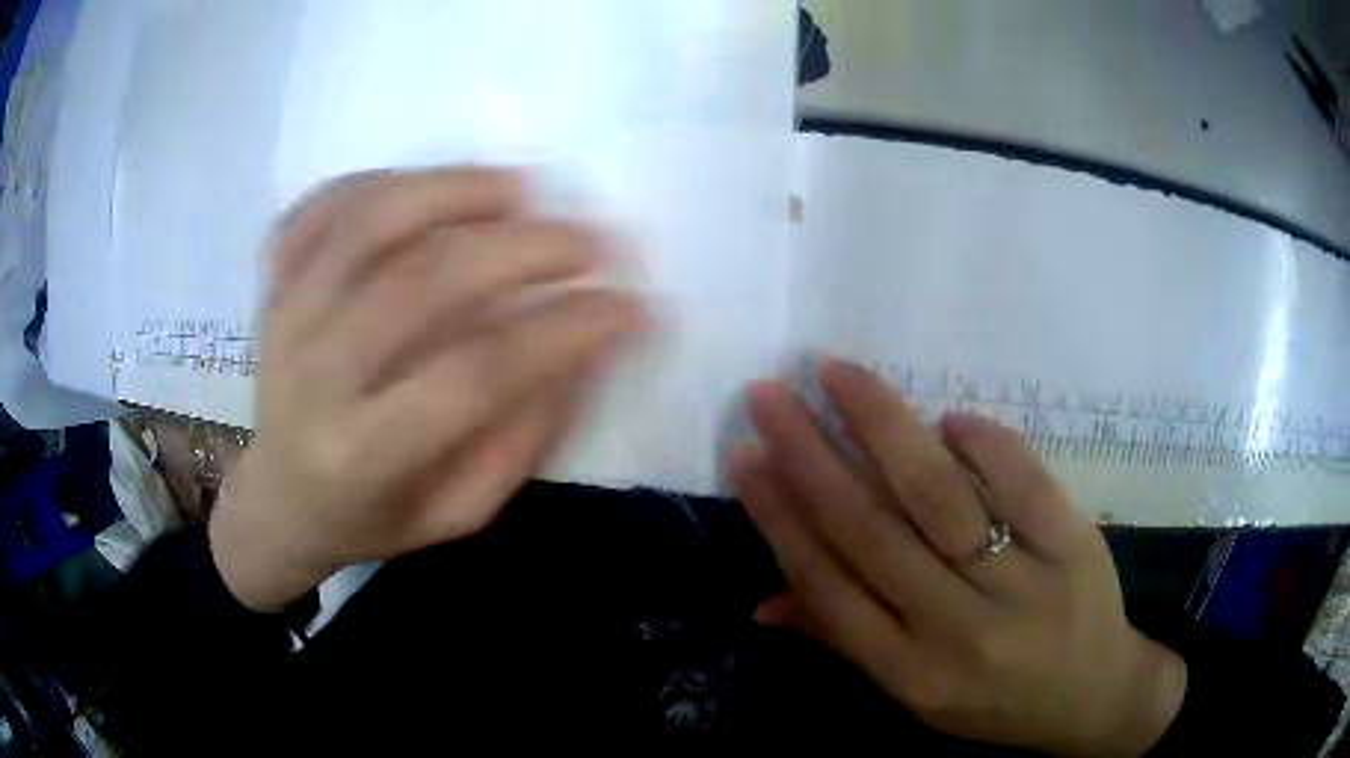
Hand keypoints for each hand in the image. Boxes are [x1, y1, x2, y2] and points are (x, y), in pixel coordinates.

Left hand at [210, 168, 645, 611]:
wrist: (279, 501)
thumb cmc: (371, 517)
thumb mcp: (456, 513)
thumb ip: (519, 439)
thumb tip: (583, 349)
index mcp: (363, 454)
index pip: (473, 375)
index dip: (561, 332)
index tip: (629, 308)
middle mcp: (315, 375)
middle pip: (422, 281)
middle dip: (523, 249)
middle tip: (589, 241)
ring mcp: (286, 316)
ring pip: (369, 221)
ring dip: (455, 189)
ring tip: (519, 190)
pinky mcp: (271, 284)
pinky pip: (323, 205)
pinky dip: (383, 179)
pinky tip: (432, 189)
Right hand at [732, 359, 1185, 755]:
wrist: (1094, 697)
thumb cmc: (995, 702)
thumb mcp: (914, 694)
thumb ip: (842, 643)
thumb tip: (761, 602)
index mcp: (910, 671)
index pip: (829, 584)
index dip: (781, 515)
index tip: (745, 453)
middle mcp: (957, 630)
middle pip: (873, 531)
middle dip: (811, 455)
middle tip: (772, 392)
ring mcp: (1022, 585)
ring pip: (941, 497)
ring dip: (884, 427)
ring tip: (840, 374)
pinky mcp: (1074, 545)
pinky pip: (1021, 482)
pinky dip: (982, 443)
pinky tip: (948, 418)